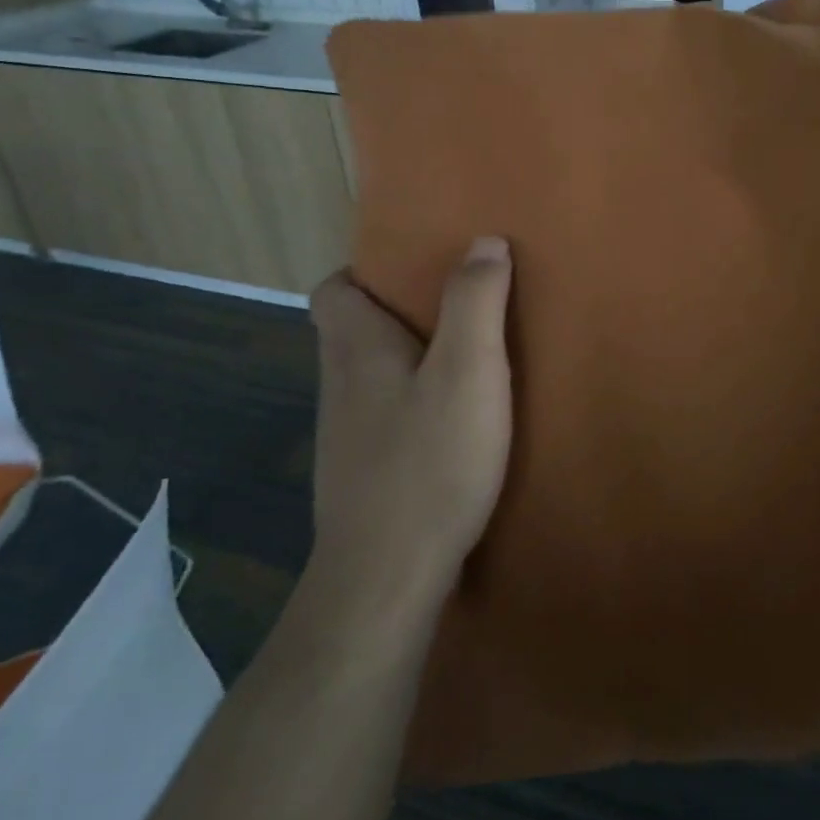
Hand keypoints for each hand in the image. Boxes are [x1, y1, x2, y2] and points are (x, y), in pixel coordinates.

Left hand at [306, 238, 513, 614]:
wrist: (387, 578)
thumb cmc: (430, 462)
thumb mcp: (469, 372)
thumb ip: (476, 302)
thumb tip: (485, 241)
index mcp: (356, 351)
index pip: (334, 291)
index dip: (368, 274)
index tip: (419, 273)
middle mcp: (339, 387)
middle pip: (353, 333)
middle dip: (400, 316)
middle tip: (461, 313)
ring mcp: (346, 438)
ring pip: (371, 380)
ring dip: (411, 364)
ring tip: (467, 365)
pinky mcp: (363, 477)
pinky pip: (385, 421)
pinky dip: (414, 409)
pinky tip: (455, 428)